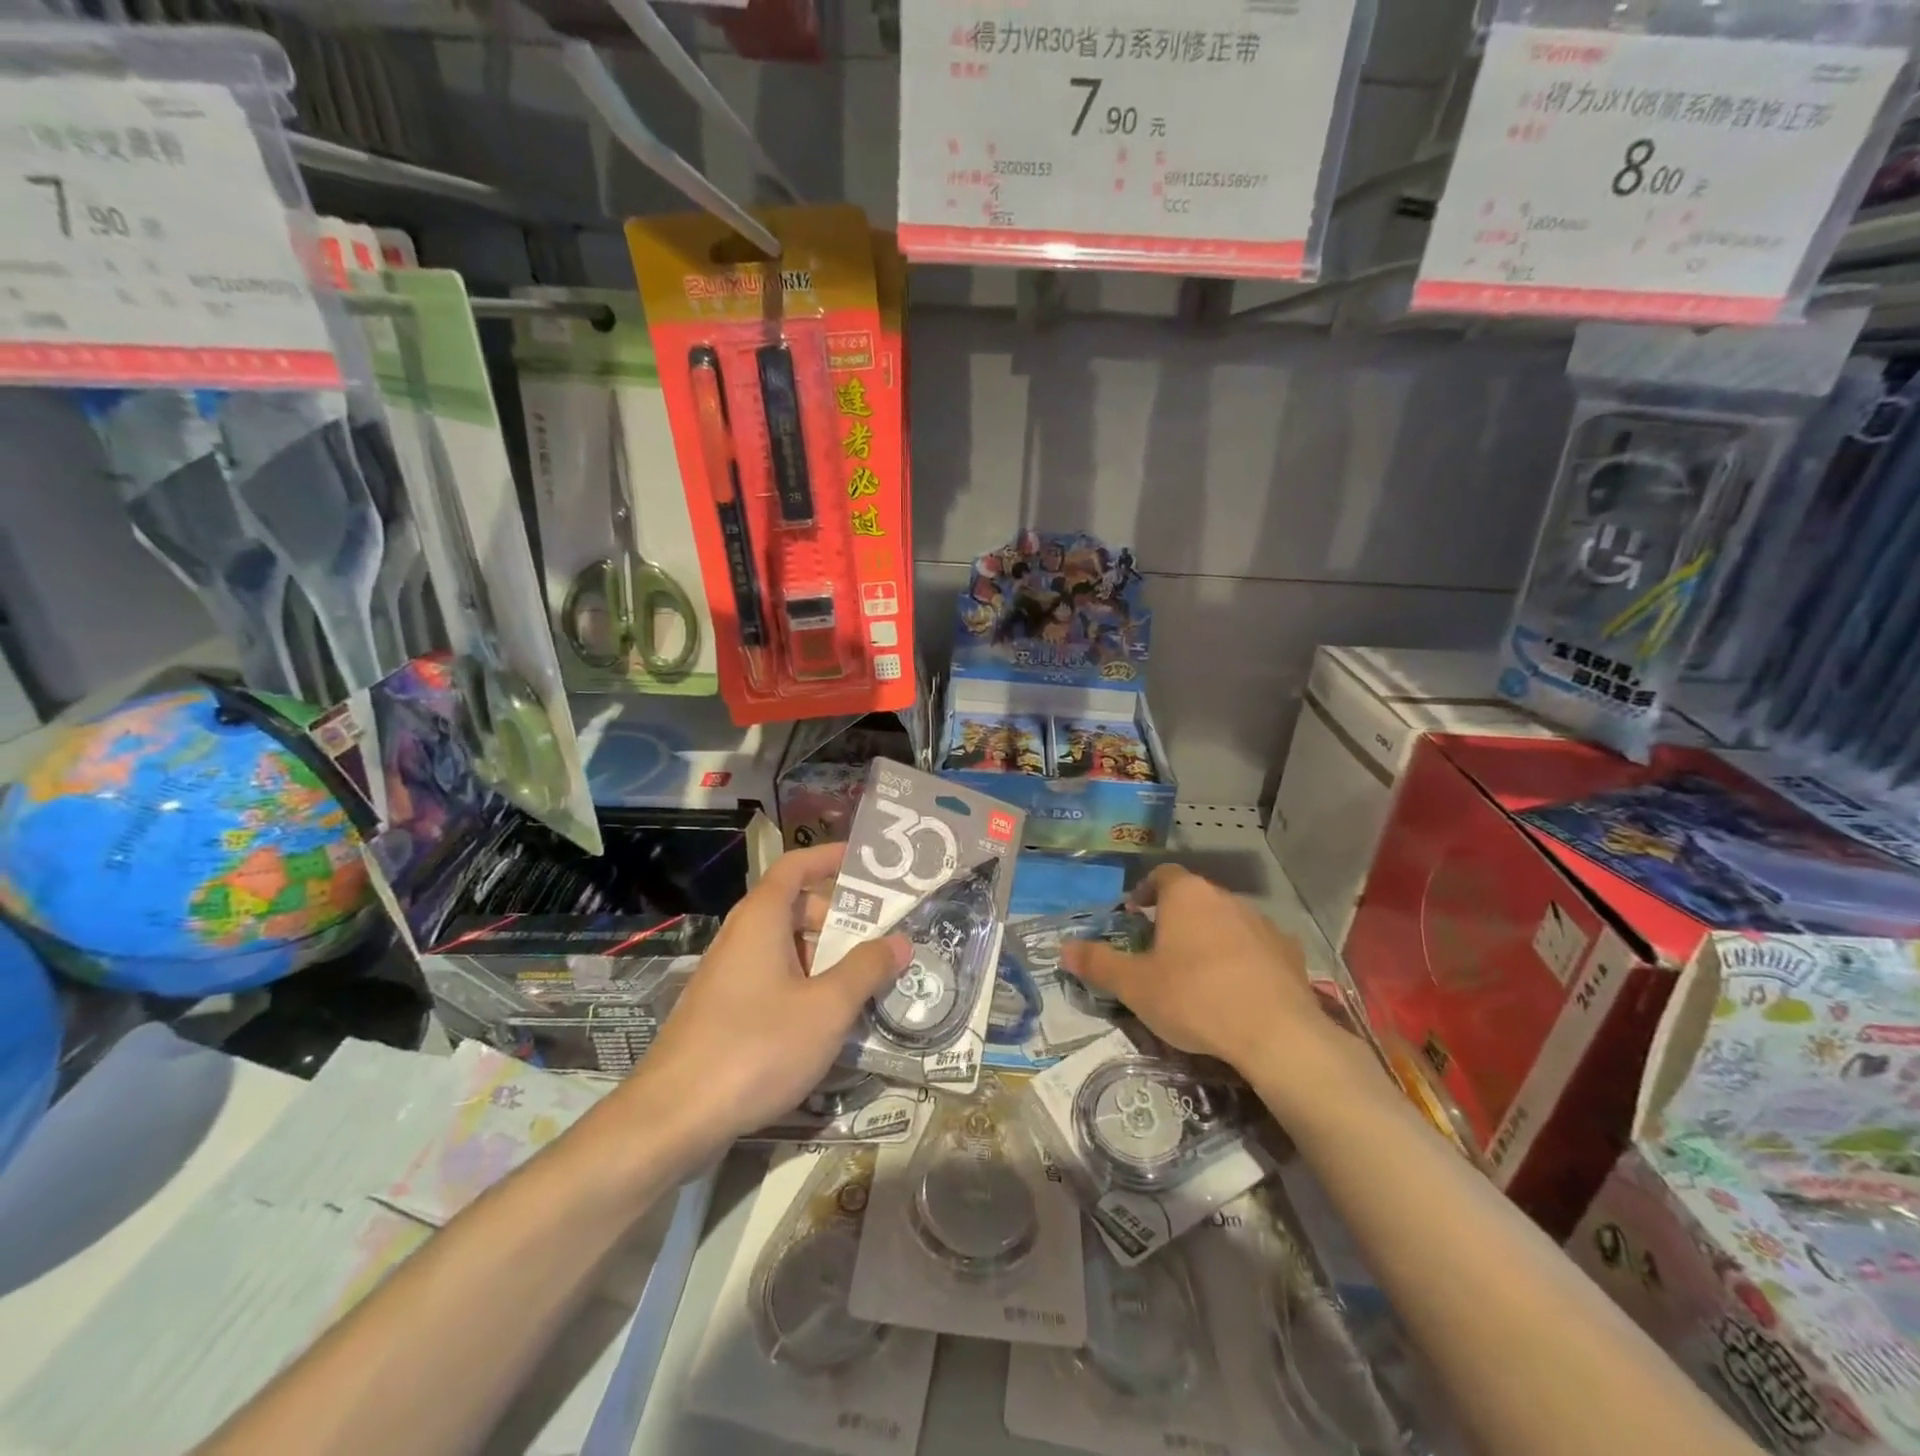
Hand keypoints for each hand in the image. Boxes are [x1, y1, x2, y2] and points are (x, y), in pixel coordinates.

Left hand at [631, 843, 909, 1151]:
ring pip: (785, 949)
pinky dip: (803, 985)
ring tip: (865, 983)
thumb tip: (899, 941)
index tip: (865, 862)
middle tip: (880, 939)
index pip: (795, 867)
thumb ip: (866, 970)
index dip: (829, 858)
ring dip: (825, 957)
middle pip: (795, 908)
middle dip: (839, 918)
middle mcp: (740, 937)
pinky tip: (827, 1022)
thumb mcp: (827, 1008)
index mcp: (761, 919)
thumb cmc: (757, 1047)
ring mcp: (727, 975)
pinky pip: (771, 979)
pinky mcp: (722, 1010)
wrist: (672, 1118)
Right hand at [1060, 864, 1329, 1075]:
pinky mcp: (1289, 952)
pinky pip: (1256, 947)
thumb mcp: (1134, 985)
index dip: (1145, 891)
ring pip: (1226, 921)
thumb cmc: (1194, 998)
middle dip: (1175, 918)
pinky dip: (1242, 960)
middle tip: (1158, 949)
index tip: (1134, 914)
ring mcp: (1262, 924)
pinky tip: (1236, 990)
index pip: (1162, 875)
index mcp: (1186, 895)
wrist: (1276, 1033)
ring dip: (1210, 938)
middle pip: (1195, 898)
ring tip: (1197, 973)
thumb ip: (1098, 963)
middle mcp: (1225, 898)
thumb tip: (1064, 948)